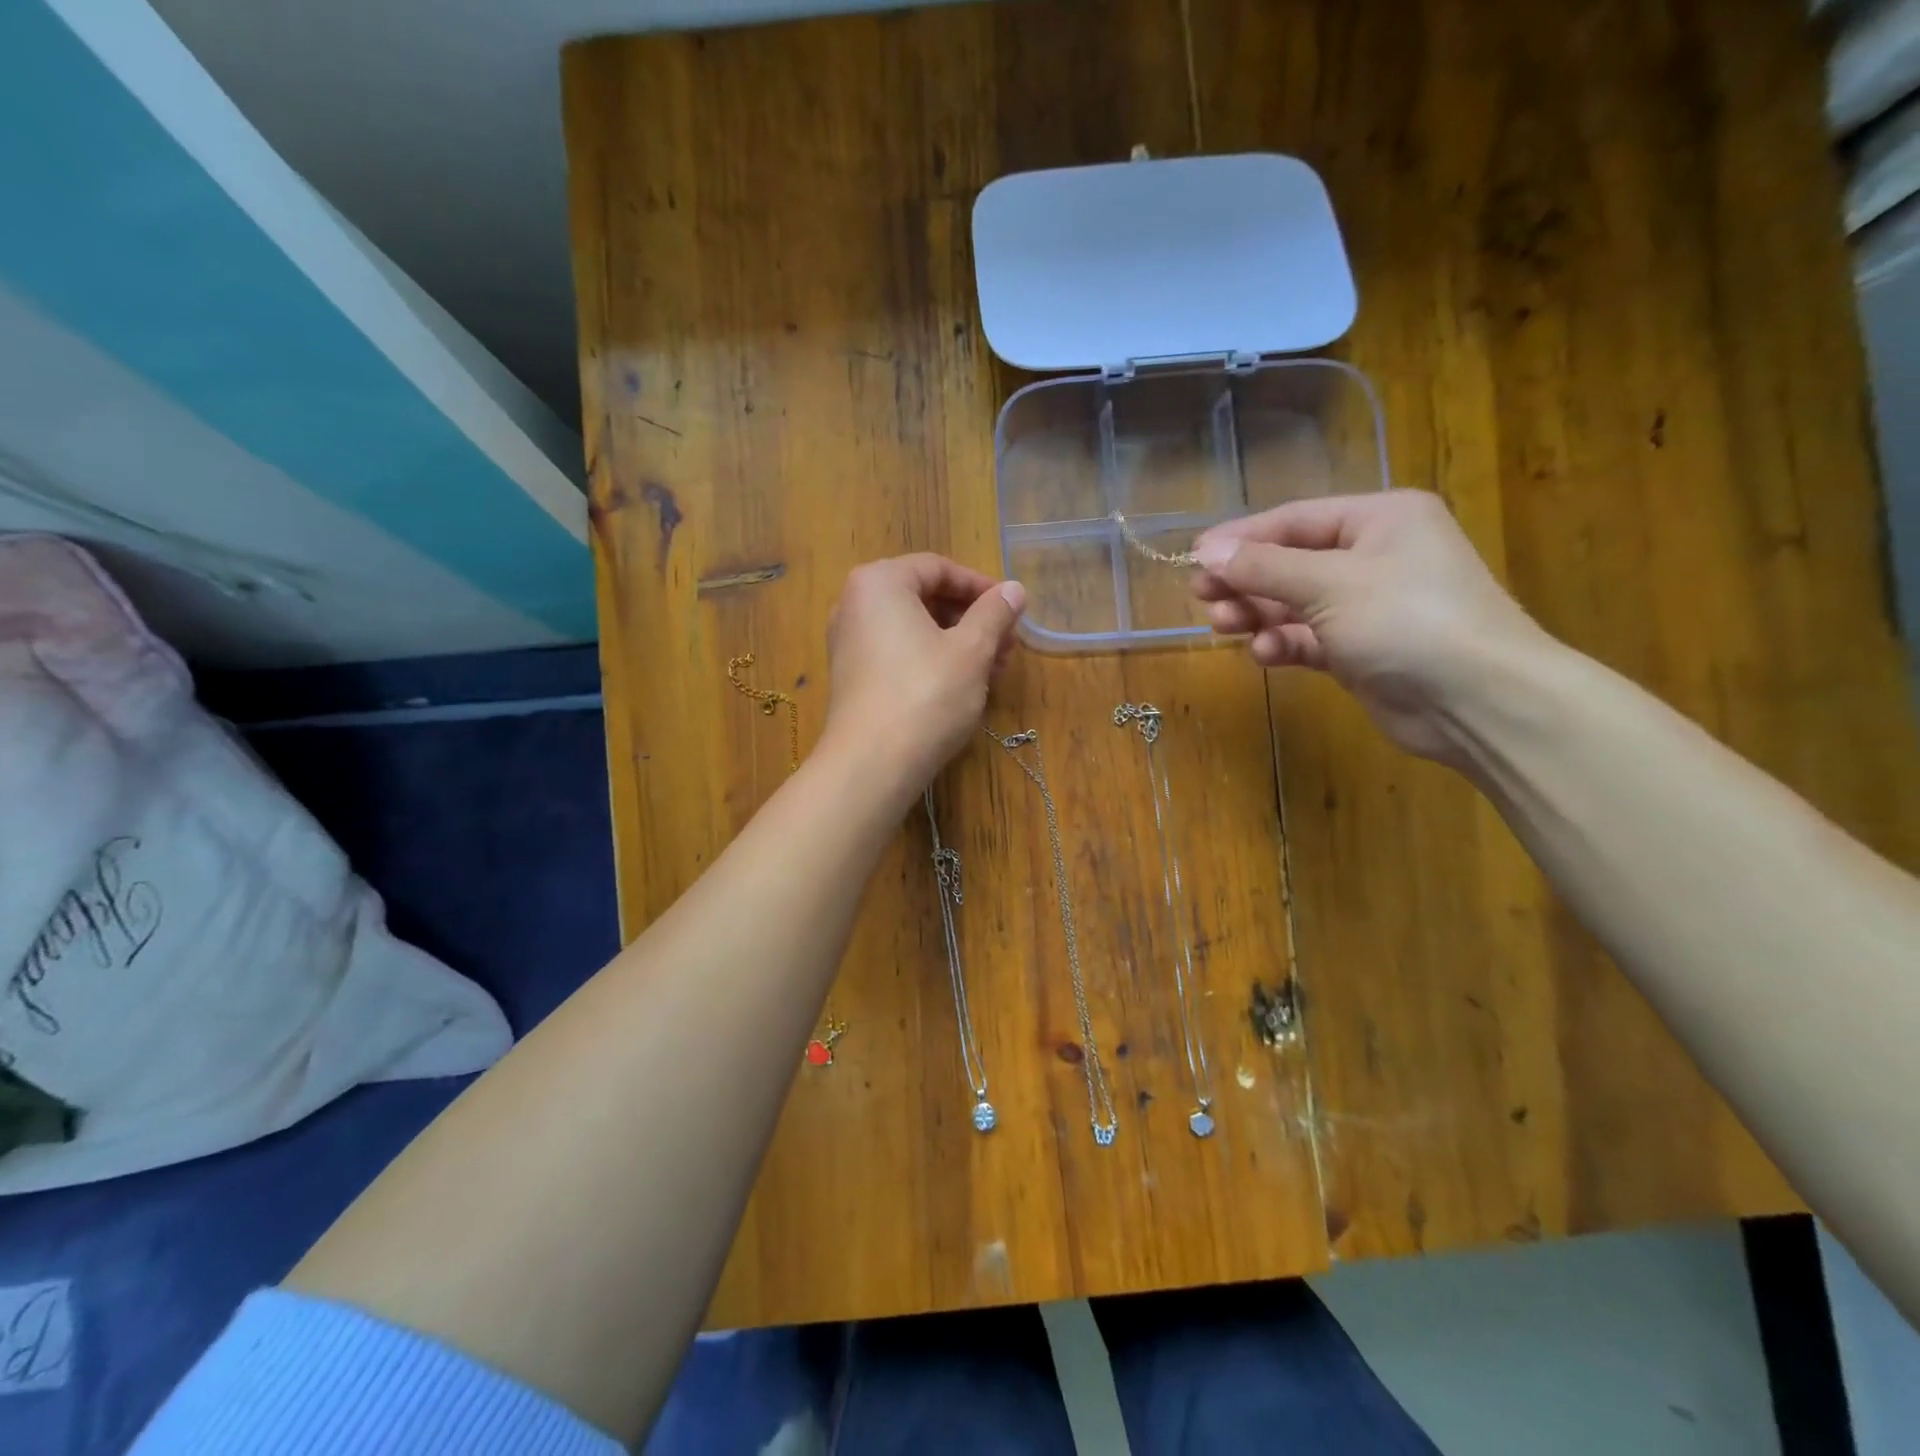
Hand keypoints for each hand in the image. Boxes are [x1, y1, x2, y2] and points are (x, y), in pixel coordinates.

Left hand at [820, 554, 1025, 793]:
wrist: (872, 764)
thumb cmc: (926, 695)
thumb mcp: (971, 650)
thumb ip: (994, 614)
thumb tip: (1014, 589)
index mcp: (880, 582)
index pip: (938, 568)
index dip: (980, 587)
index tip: (1012, 610)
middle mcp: (855, 604)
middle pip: (924, 597)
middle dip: (971, 618)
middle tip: (1007, 645)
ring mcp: (848, 642)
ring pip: (913, 628)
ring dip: (956, 642)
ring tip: (992, 670)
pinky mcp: (851, 676)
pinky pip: (897, 652)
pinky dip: (931, 659)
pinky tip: (961, 686)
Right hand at [1191, 490, 1548, 761]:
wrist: (1477, 701)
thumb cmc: (1407, 620)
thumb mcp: (1329, 584)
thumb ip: (1264, 567)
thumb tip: (1206, 552)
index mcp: (1380, 520)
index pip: (1294, 520)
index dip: (1241, 538)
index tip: (1194, 558)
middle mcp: (1374, 556)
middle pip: (1290, 562)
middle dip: (1246, 581)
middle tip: (1203, 598)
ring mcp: (1368, 606)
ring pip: (1295, 603)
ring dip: (1259, 614)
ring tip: (1225, 626)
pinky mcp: (1360, 650)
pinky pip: (1309, 638)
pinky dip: (1285, 643)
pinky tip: (1267, 654)